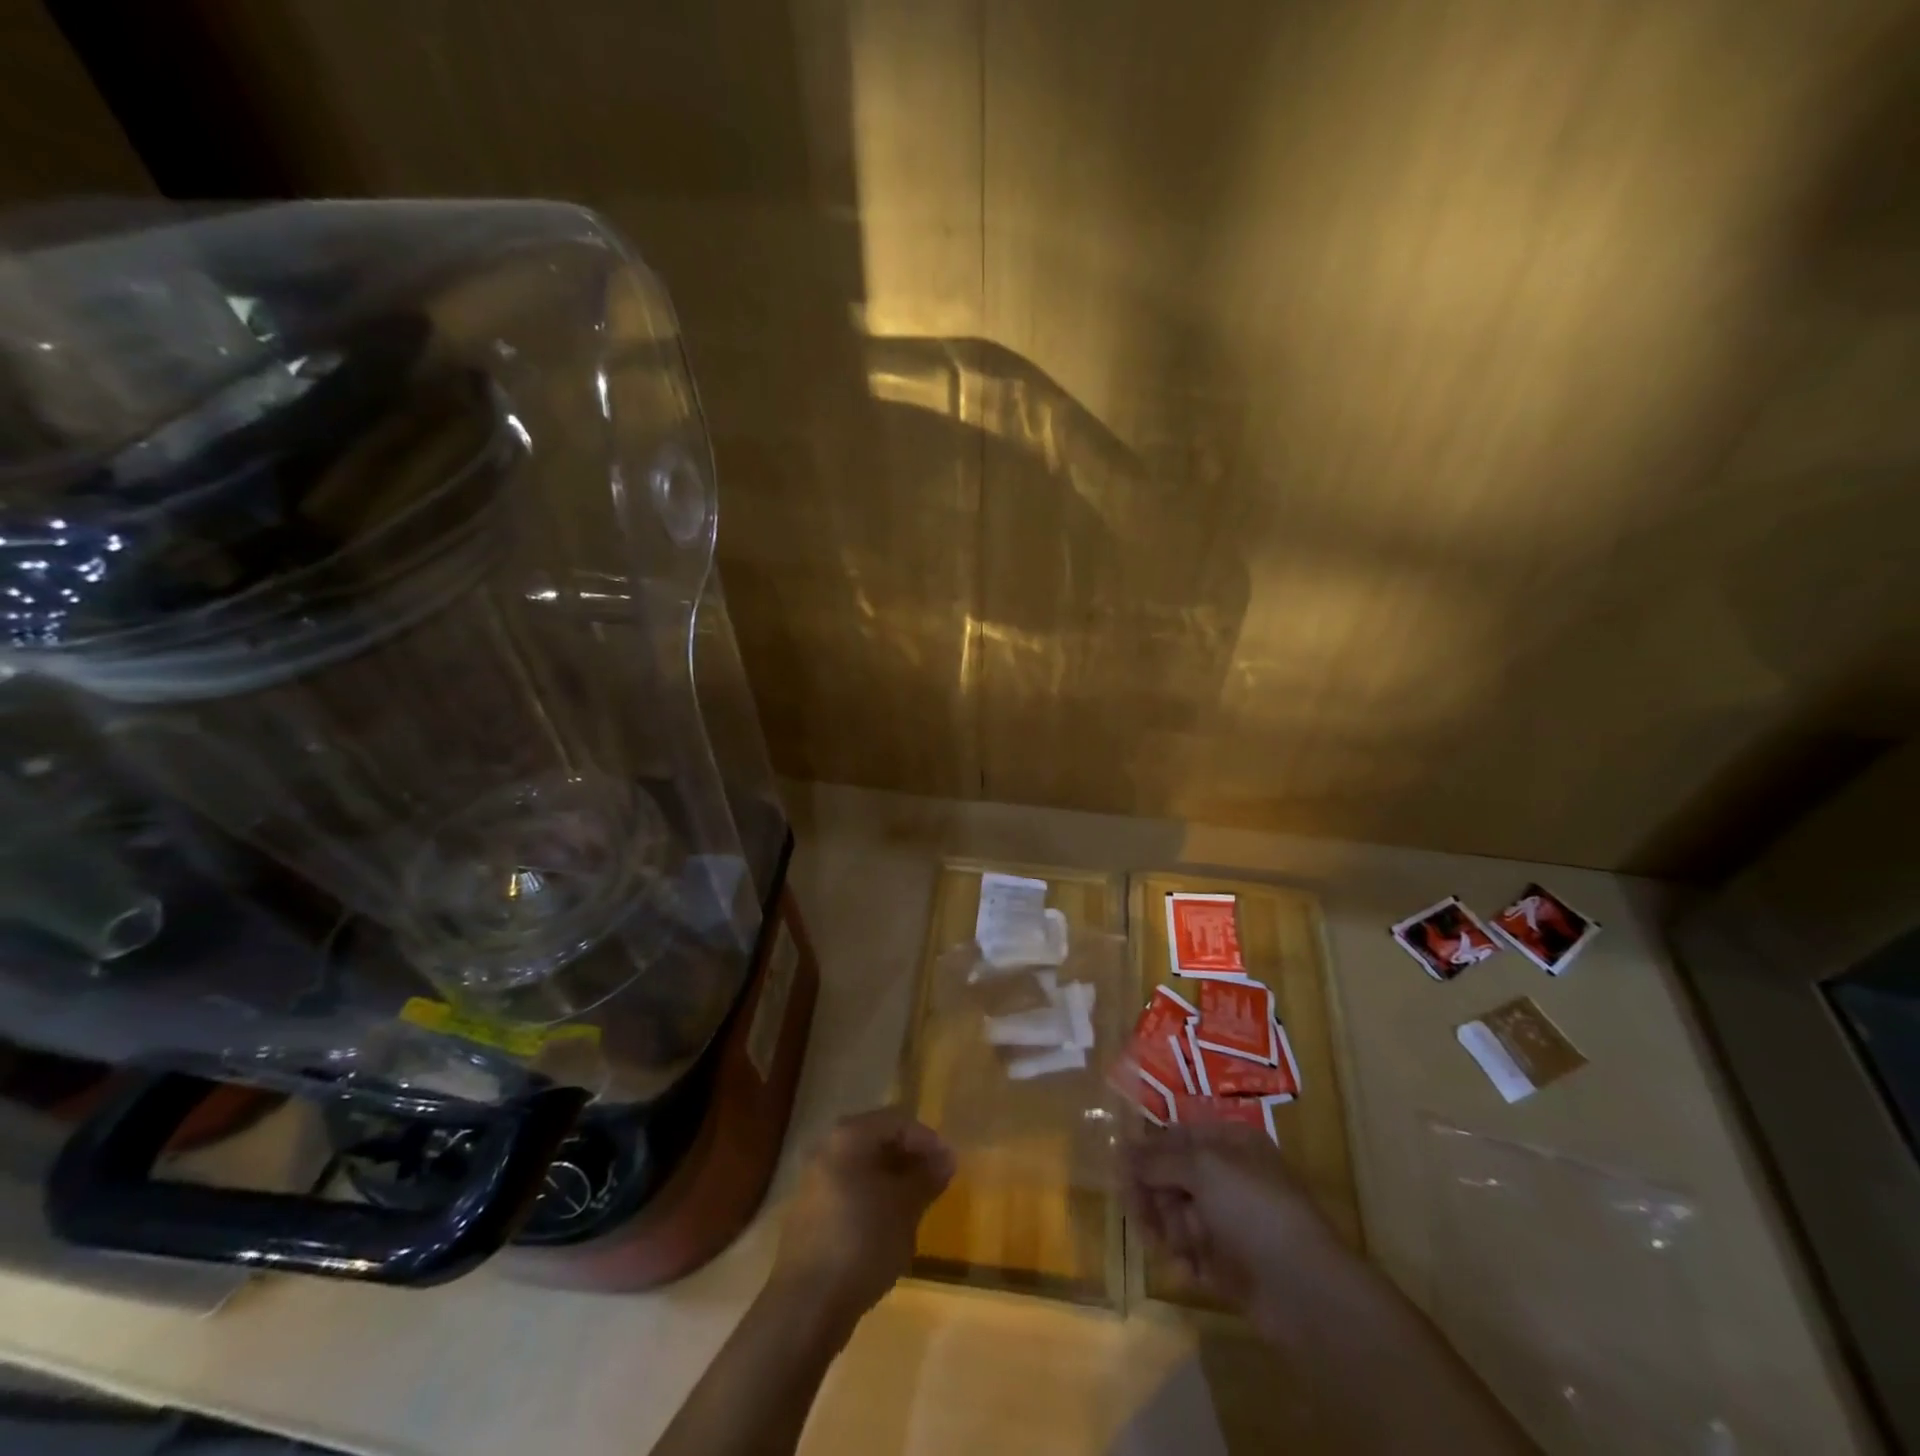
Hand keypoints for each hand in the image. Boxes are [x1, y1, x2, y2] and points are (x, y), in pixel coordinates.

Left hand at [770, 1107, 954, 1327]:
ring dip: (893, 1181)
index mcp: (848, 1137)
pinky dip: (873, 1200)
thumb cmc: (862, 1242)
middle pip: (877, 1141)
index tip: (949, 1165)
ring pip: (863, 1169)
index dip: (927, 1140)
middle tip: (936, 1183)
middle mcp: (827, 1149)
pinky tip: (889, 1228)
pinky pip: (850, 1192)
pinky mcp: (810, 1215)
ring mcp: (814, 1183)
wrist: (806, 1306)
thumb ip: (927, 1177)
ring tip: (917, 1206)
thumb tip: (947, 1158)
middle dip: (910, 1159)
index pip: (897, 1121)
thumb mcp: (905, 1208)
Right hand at [1124, 1122, 1352, 1343]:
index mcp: (1230, 1143)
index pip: (1176, 1136)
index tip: (1119, 1172)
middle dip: (1154, 1197)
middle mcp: (1230, 1177)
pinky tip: (1189, 1272)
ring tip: (1173, 1250)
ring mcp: (1232, 1221)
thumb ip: (1157, 1158)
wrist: (1306, 1290)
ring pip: (1179, 1216)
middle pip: (1174, 1177)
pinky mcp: (1232, 1263)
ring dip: (1168, 1231)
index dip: (1147, 1152)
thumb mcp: (1202, 1168)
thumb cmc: (1254, 1210)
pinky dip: (1186, 1261)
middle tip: (1140, 1217)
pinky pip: (1194, 1253)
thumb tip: (1120, 1148)